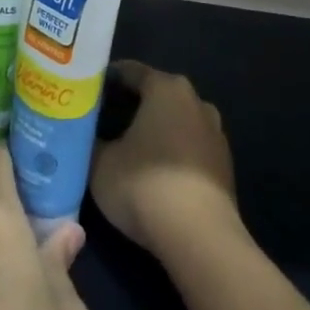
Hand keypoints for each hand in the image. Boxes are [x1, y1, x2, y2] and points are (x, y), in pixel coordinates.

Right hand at [89, 60, 239, 258]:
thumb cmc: (144, 185)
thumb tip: (85, 134)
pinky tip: (153, 172)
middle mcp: (196, 101)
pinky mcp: (224, 165)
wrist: (200, 237)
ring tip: (126, 146)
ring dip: (154, 129)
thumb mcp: (100, 163)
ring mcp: (215, 133)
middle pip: (156, 94)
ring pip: (175, 121)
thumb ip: (91, 141)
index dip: (105, 79)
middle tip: (100, 119)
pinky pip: (189, 148)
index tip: (85, 92)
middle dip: (129, 104)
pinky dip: (171, 153)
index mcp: (166, 88)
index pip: (130, 71)